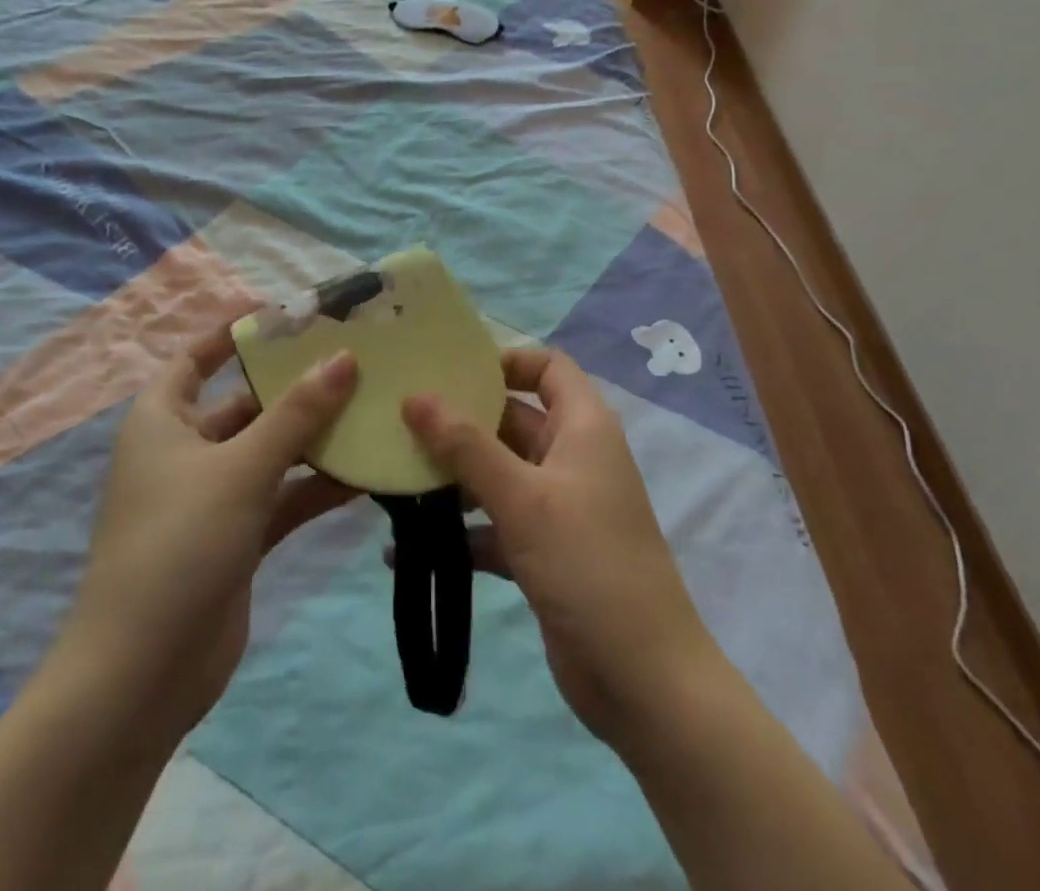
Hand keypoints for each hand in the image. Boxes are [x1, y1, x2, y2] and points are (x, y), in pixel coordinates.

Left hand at [57, 324, 360, 742]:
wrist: (141, 676)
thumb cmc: (179, 545)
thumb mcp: (241, 468)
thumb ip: (297, 413)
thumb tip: (344, 358)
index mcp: (163, 421)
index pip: (197, 358)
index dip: (235, 333)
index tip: (289, 315)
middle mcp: (185, 452)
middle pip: (246, 403)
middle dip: (295, 385)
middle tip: (354, 359)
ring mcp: (213, 497)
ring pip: (271, 451)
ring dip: (314, 437)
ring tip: (372, 408)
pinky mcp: (237, 537)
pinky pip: (282, 496)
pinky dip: (316, 485)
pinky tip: (365, 473)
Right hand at [402, 348, 718, 747]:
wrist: (642, 680)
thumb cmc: (587, 563)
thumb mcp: (523, 497)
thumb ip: (466, 446)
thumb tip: (415, 396)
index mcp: (584, 427)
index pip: (549, 367)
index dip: (507, 360)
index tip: (452, 371)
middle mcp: (573, 458)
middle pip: (514, 419)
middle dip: (463, 421)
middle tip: (402, 420)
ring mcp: (559, 508)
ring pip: (500, 474)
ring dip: (455, 477)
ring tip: (396, 478)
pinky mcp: (545, 553)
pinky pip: (496, 526)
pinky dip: (462, 532)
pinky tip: (407, 549)